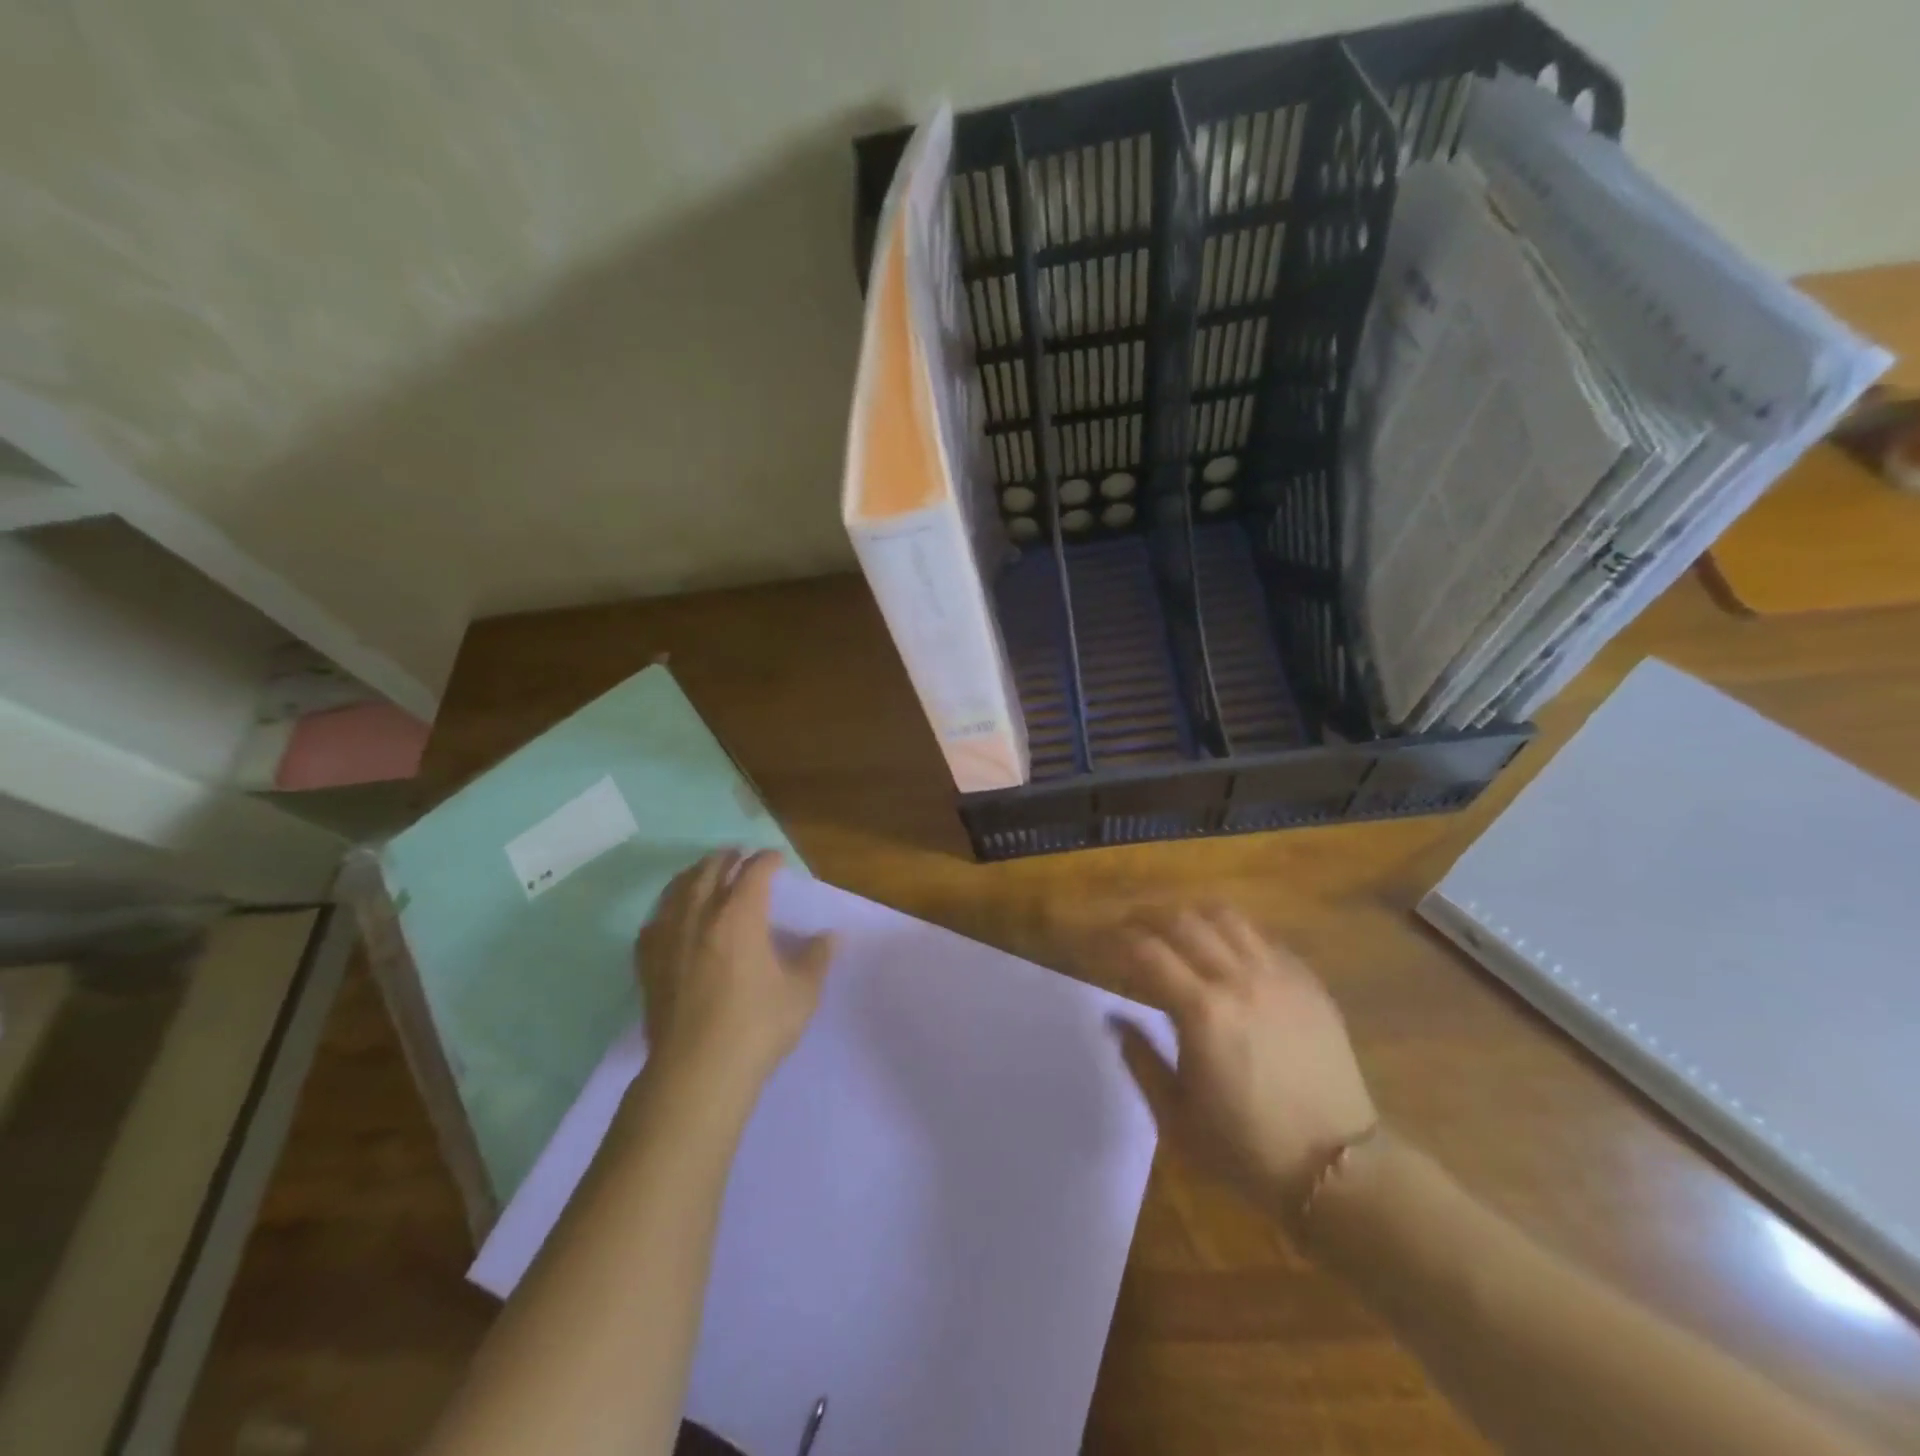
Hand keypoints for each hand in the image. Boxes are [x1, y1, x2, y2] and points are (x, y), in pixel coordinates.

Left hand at [635, 850, 834, 1094]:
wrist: (696, 1072)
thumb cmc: (757, 1027)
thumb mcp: (801, 993)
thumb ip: (816, 958)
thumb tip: (830, 936)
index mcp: (740, 915)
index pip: (755, 871)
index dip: (768, 860)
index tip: (778, 860)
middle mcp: (700, 915)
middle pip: (711, 870)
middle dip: (728, 858)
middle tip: (740, 856)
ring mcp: (669, 937)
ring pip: (678, 889)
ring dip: (695, 874)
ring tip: (705, 873)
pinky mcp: (648, 963)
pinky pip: (654, 921)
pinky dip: (667, 908)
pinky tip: (670, 916)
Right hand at [1102, 905, 1377, 1214]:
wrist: (1338, 1170)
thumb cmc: (1247, 1149)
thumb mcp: (1175, 1117)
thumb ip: (1140, 1058)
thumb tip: (1114, 1018)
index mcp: (1203, 1012)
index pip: (1146, 951)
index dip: (1115, 942)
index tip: (1098, 947)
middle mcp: (1239, 980)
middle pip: (1182, 921)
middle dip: (1145, 918)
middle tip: (1128, 930)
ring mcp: (1279, 976)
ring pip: (1225, 917)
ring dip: (1189, 916)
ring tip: (1174, 931)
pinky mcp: (1308, 982)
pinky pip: (1262, 937)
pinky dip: (1231, 933)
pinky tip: (1223, 952)